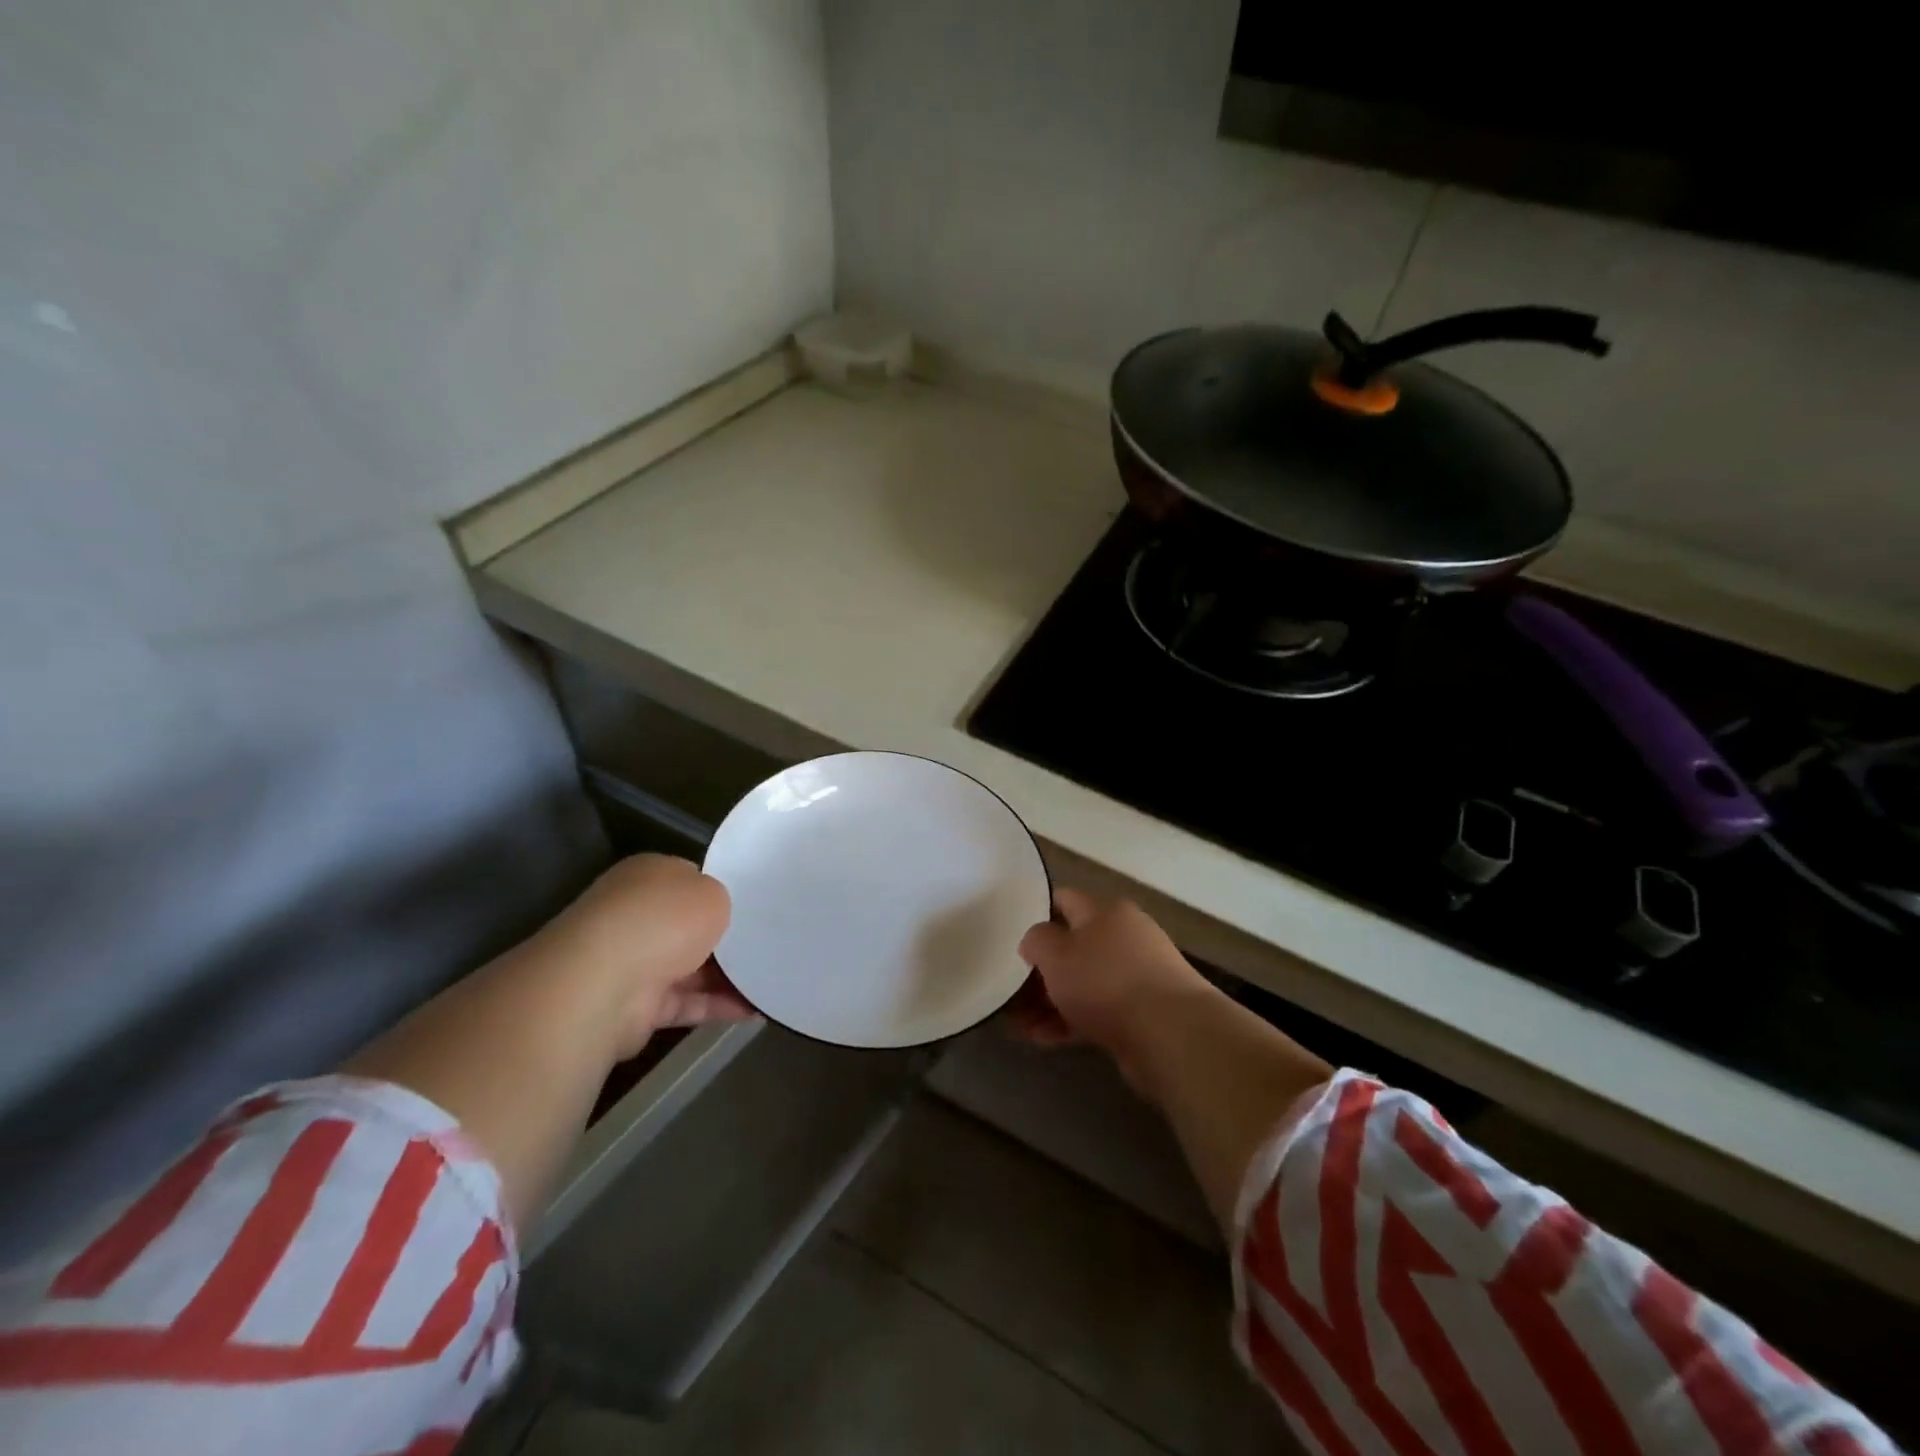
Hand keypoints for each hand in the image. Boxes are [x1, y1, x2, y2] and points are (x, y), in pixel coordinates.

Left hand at [547, 854, 752, 1055]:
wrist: (603, 984)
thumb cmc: (662, 920)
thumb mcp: (712, 893)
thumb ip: (721, 901)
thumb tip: (716, 916)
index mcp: (648, 876)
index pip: (691, 880)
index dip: (723, 892)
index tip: (756, 907)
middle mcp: (635, 915)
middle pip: (690, 927)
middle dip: (726, 938)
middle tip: (770, 943)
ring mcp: (632, 962)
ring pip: (690, 968)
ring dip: (728, 977)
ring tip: (773, 980)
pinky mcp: (635, 1007)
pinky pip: (686, 1003)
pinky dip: (717, 1007)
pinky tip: (755, 1010)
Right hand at [1011, 889, 1210, 1082]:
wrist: (1170, 1034)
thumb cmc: (1105, 981)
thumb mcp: (1055, 953)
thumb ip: (1036, 940)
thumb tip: (1035, 941)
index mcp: (1106, 911)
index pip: (1065, 900)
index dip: (1037, 913)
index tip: (1012, 934)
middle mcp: (1125, 936)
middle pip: (1074, 946)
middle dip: (1042, 969)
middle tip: (1012, 990)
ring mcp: (1138, 975)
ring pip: (1084, 982)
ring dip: (1052, 1001)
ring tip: (1021, 1024)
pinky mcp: (1144, 1012)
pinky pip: (1098, 1011)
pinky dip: (1071, 1022)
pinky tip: (1044, 1039)